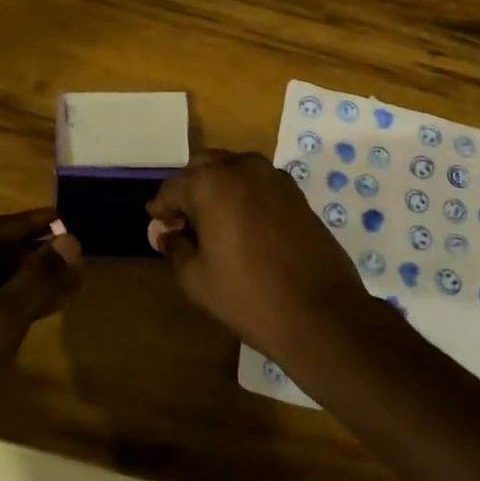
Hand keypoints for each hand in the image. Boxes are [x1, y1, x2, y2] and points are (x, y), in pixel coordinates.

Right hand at [147, 150, 374, 355]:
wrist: (321, 313)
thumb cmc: (248, 297)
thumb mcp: (196, 279)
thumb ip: (175, 247)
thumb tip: (166, 232)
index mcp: (211, 183)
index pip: (172, 188)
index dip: (161, 209)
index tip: (158, 228)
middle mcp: (242, 168)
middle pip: (203, 167)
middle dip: (188, 191)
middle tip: (183, 225)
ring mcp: (274, 177)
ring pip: (233, 170)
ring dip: (217, 189)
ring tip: (212, 225)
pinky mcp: (296, 192)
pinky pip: (257, 183)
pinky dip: (243, 195)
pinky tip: (242, 226)